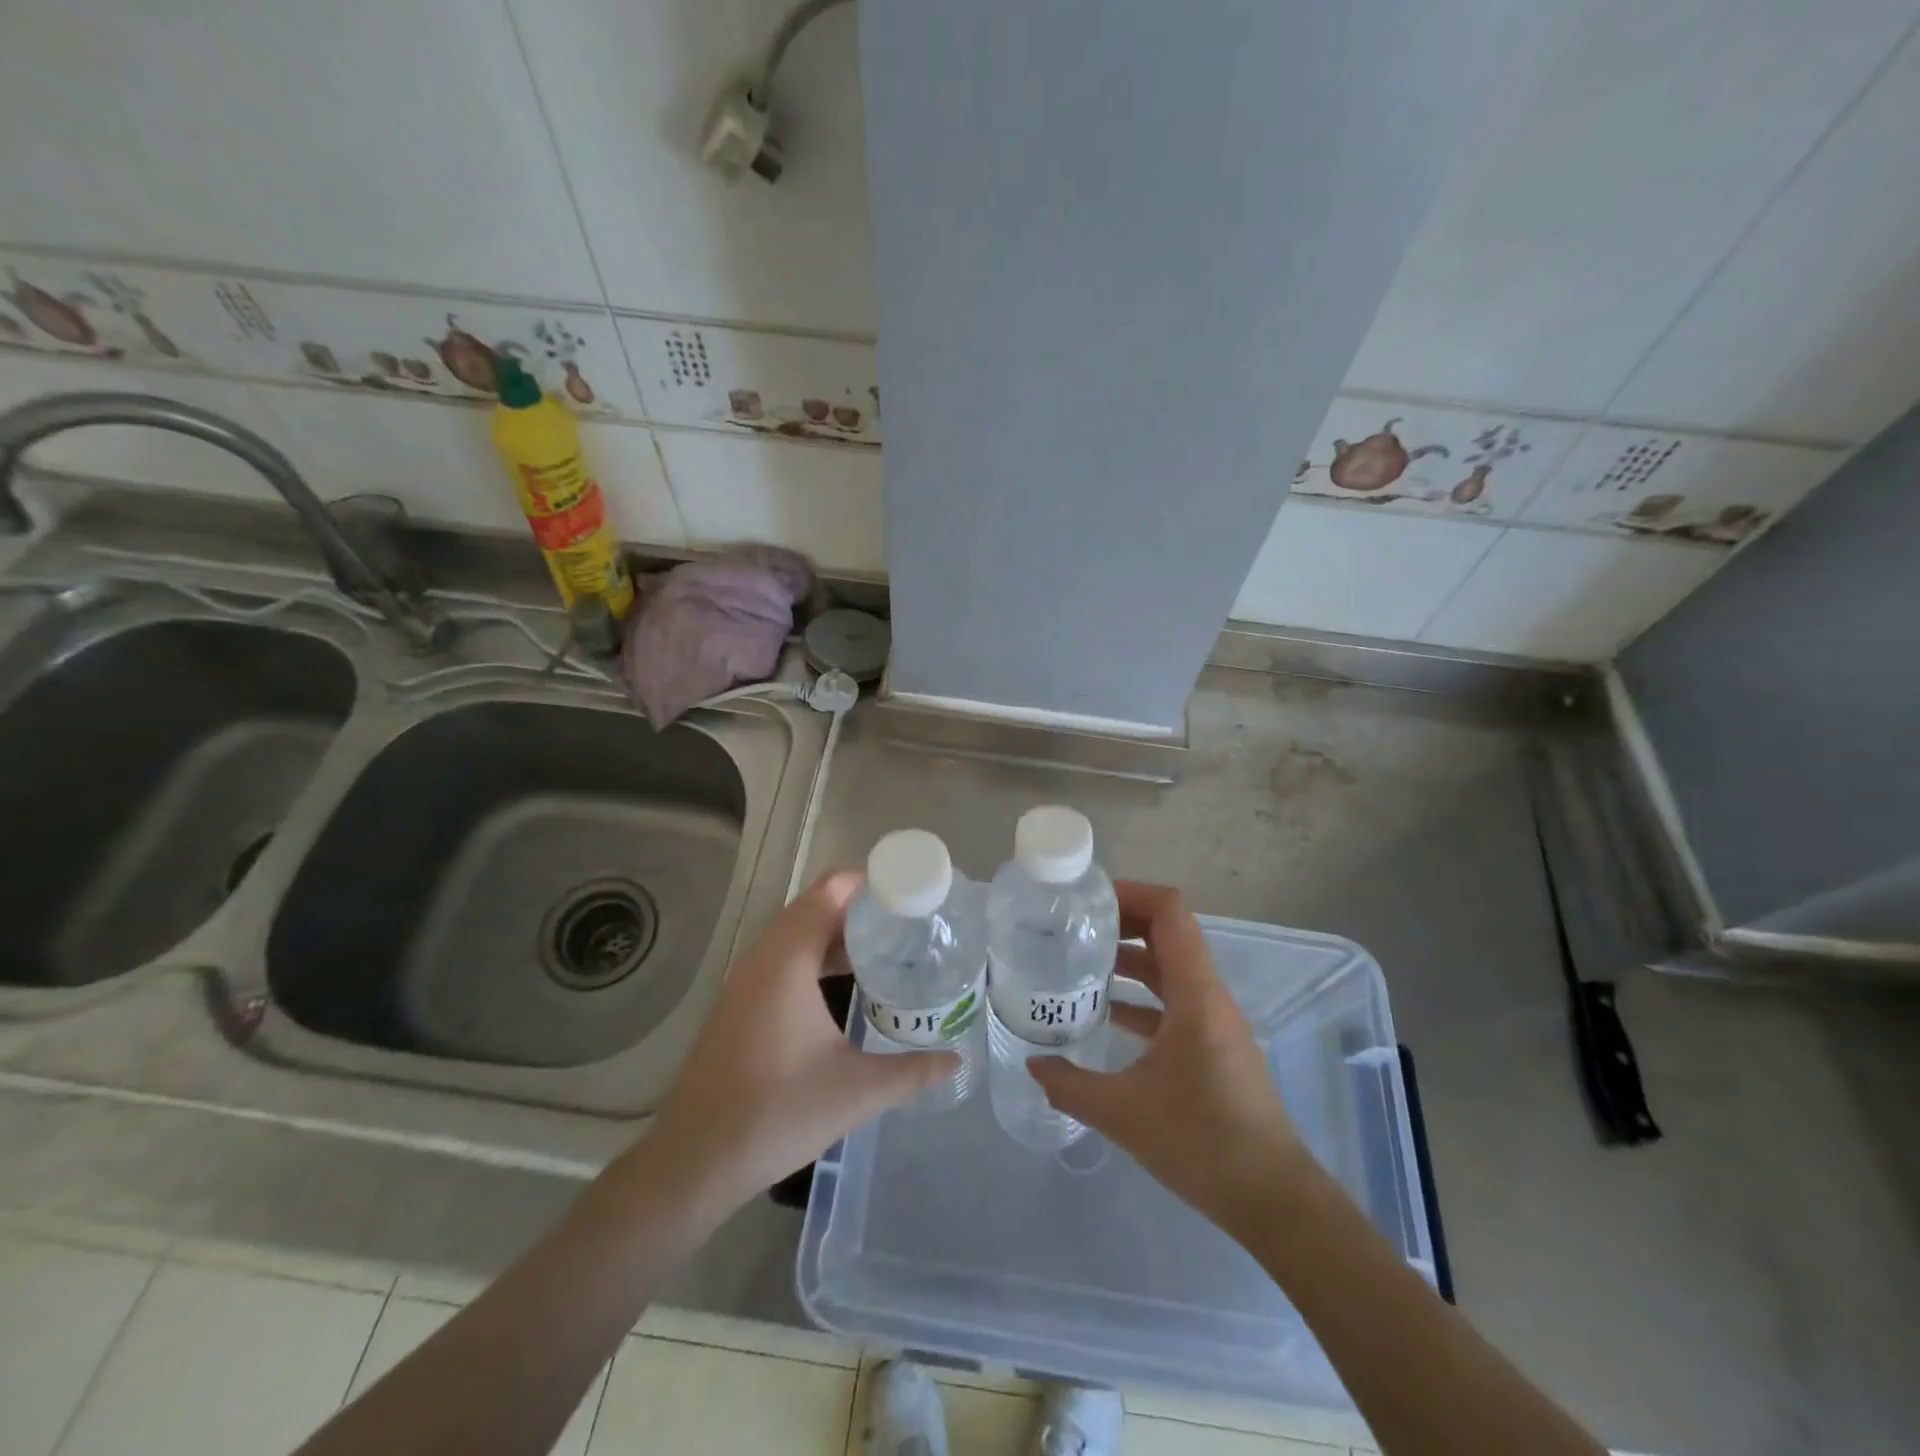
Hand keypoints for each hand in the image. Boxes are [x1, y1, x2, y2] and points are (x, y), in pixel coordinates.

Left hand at [645, 871, 958, 1217]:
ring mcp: (745, 979)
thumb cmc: (777, 1112)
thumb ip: (912, 1071)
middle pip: (814, 905)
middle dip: (860, 907)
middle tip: (907, 923)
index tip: (912, 895)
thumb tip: (956, 1059)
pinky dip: (814, 954)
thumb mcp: (857, 1091)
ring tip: (885, 948)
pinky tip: (843, 984)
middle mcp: (763, 956)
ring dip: (836, 931)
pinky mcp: (738, 1002)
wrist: (694, 1159)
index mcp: (789, 959)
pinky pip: (782, 957)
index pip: (831, 890)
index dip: (871, 884)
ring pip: (796, 932)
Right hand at [1030, 881, 1309, 1241]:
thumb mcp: (1124, 1114)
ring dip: (1131, 960)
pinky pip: (1175, 1002)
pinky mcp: (1214, 1047)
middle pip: (1169, 932)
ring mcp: (1215, 1022)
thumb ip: (1071, 1086)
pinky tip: (1107, 1015)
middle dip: (1123, 922)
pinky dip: (1142, 997)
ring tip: (1082, 964)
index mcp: (1195, 993)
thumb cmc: (1202, 1142)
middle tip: (1075, 927)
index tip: (1088, 900)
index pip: (1169, 912)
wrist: (1273, 1199)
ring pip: (1171, 969)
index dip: (1131, 893)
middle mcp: (1209, 996)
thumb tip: (1033, 1064)